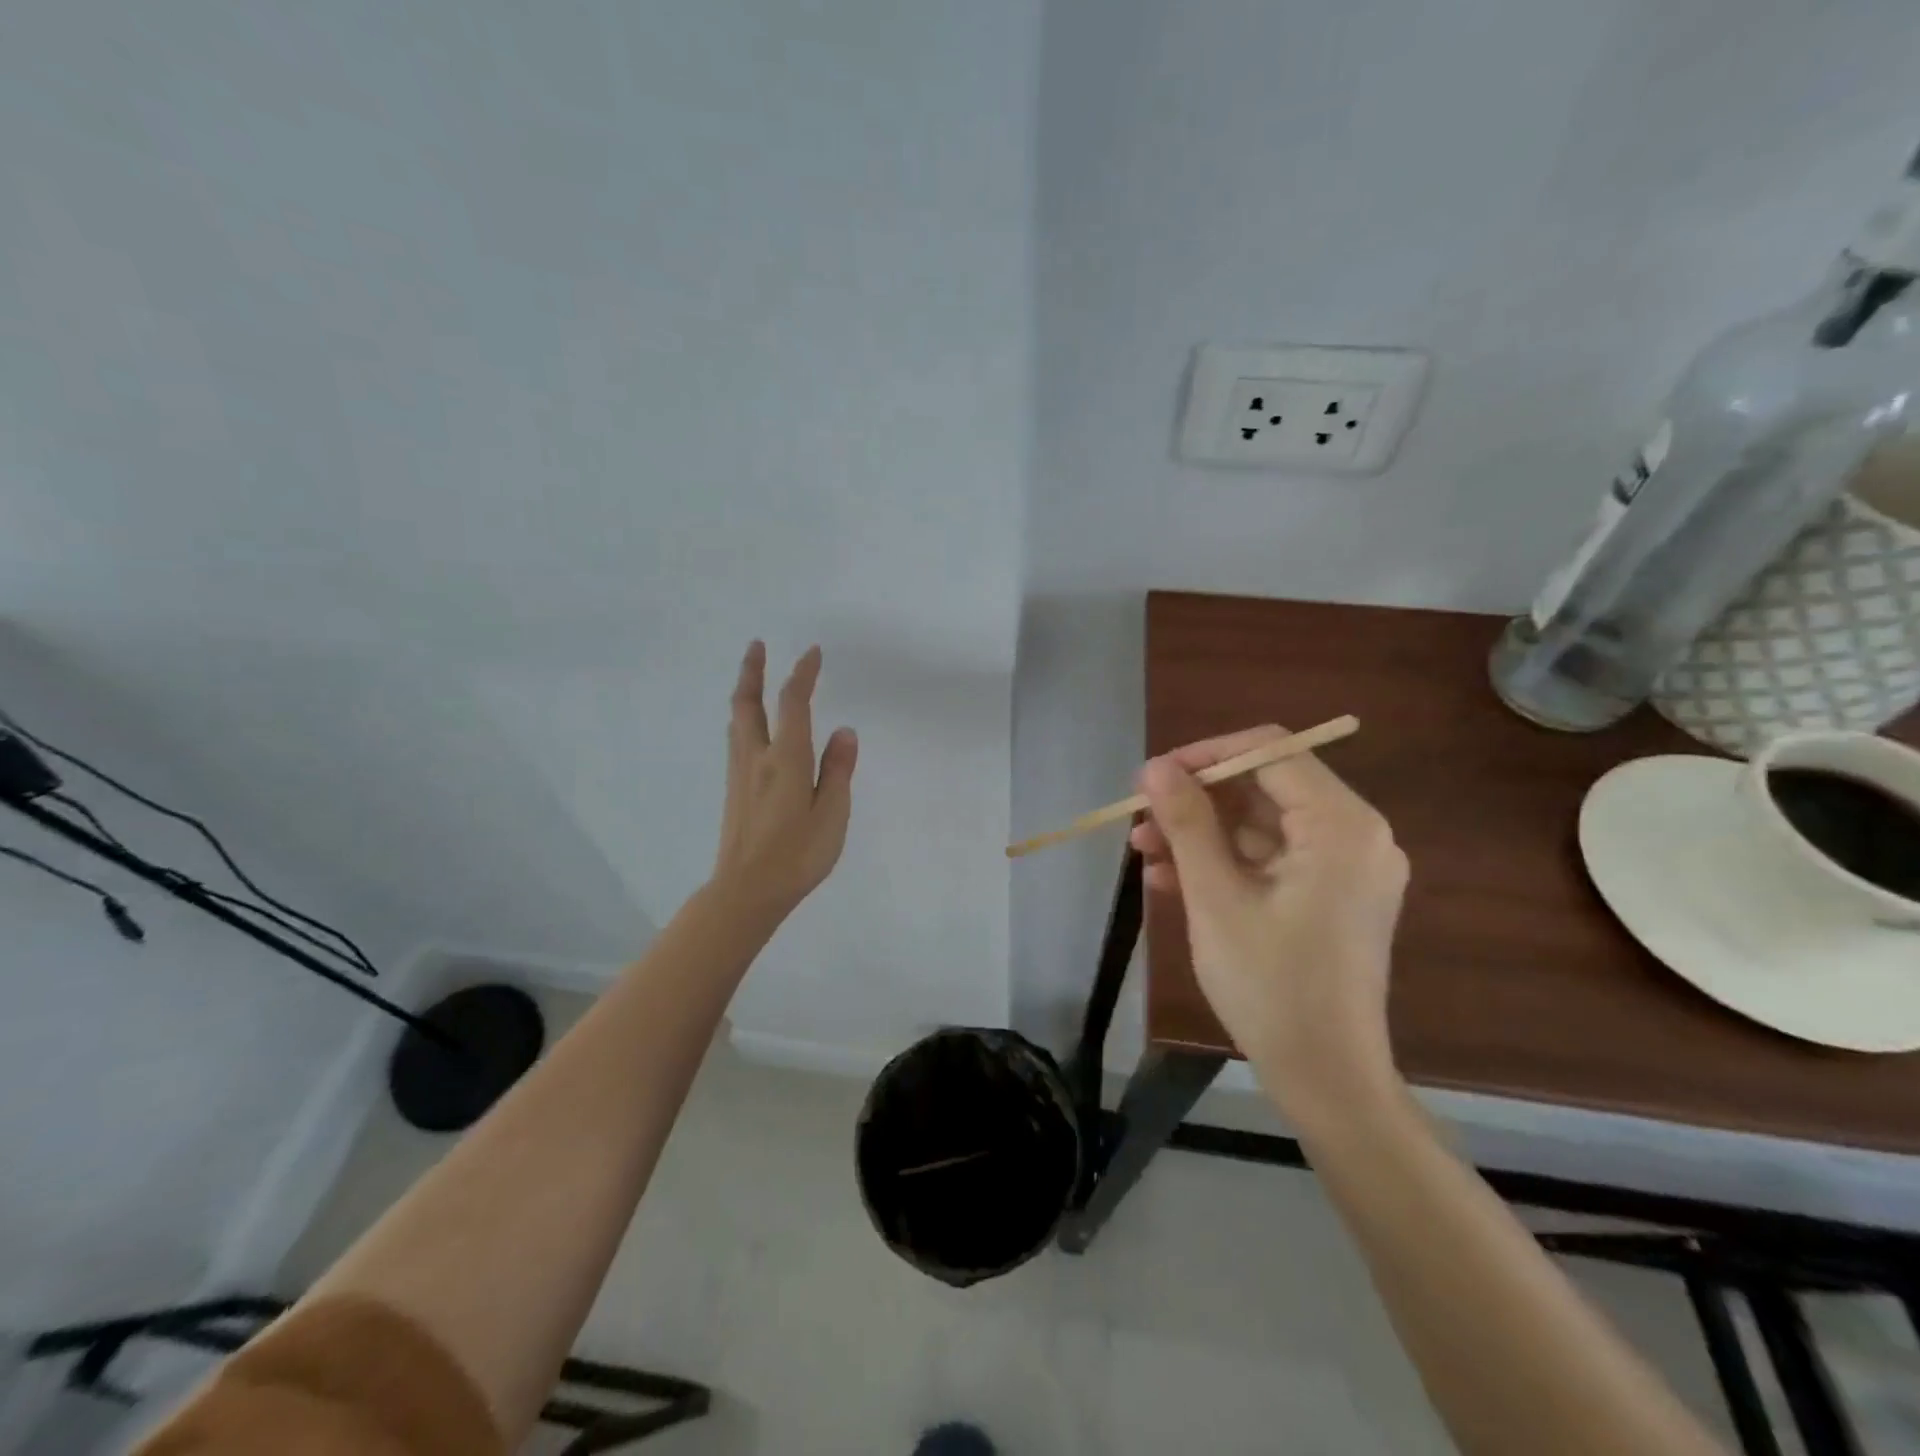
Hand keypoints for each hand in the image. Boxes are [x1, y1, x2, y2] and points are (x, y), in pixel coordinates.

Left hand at [710, 641, 857, 922]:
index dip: (803, 674)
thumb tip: (845, 731)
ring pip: (737, 720)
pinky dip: (744, 718)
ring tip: (752, 678)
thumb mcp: (832, 814)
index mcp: (786, 759)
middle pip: (748, 703)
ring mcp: (740, 774)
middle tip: (757, 645)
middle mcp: (757, 757)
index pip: (793, 703)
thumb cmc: (798, 855)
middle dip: (753, 670)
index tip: (813, 652)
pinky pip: (737, 740)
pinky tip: (750, 728)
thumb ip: (838, 770)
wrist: (746, 891)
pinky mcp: (734, 791)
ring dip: (744, 692)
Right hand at [1131, 727, 1408, 1121]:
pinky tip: (1170, 879)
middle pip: (1263, 786)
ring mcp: (1346, 866)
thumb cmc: (1270, 984)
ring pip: (1260, 824)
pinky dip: (1224, 862)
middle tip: (1140, 819)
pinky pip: (1271, 858)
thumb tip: (1154, 767)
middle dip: (1196, 800)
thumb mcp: (1216, 896)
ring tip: (1142, 852)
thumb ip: (1186, 822)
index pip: (1268, 751)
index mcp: (1341, 825)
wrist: (1326, 1078)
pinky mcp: (1332, 894)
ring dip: (1201, 834)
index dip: (1204, 756)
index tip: (1152, 779)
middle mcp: (1356, 834)